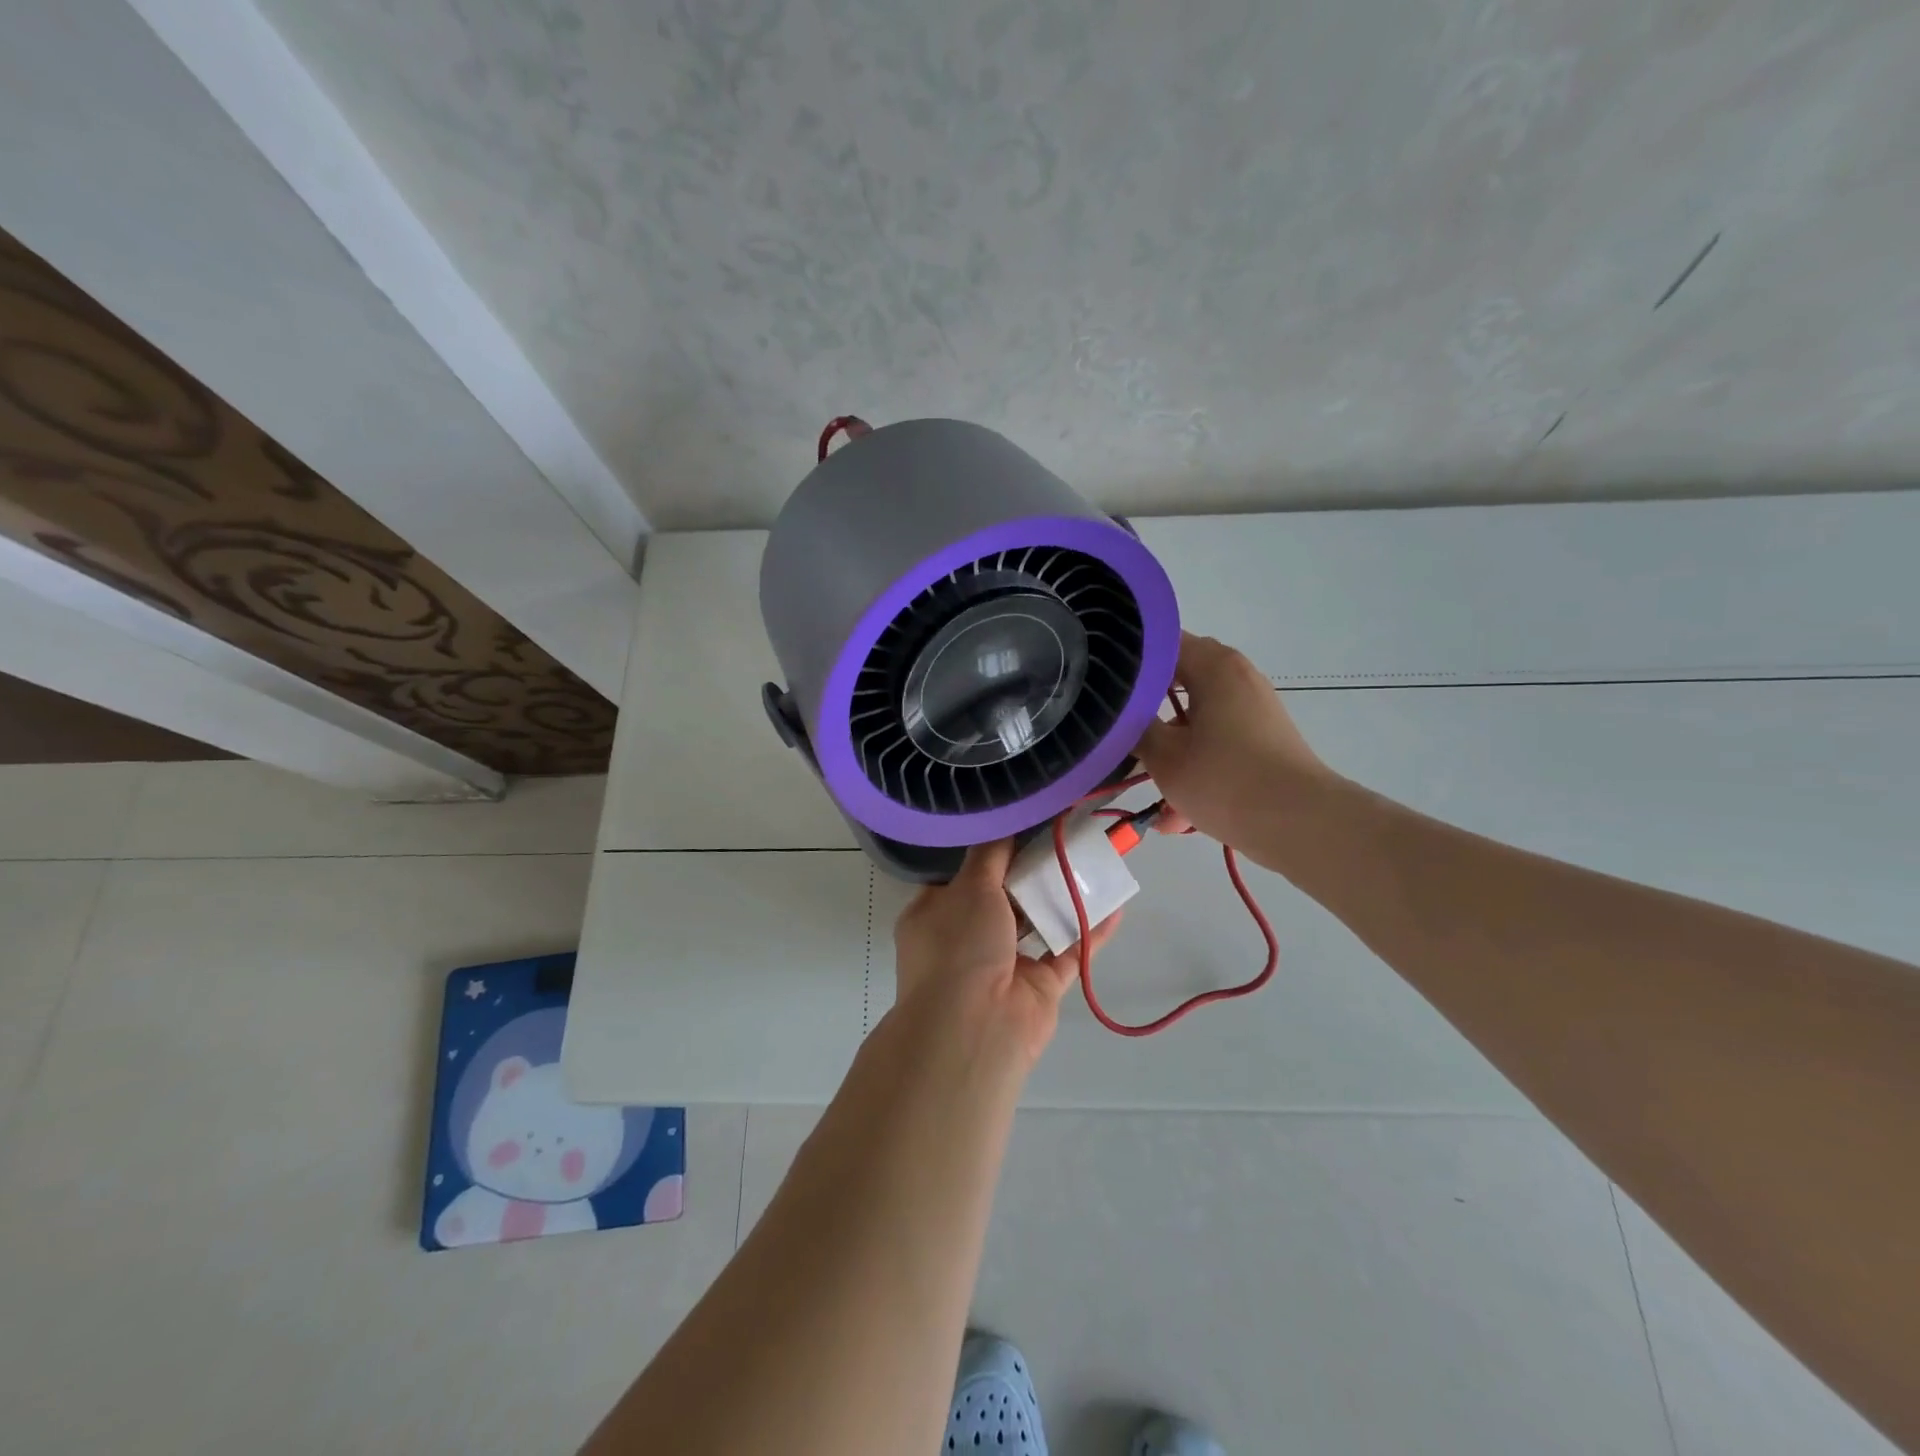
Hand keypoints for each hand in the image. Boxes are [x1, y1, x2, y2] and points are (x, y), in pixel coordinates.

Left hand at [893, 839, 1121, 1068]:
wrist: (974, 1029)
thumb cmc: (959, 947)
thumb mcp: (968, 886)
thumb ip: (990, 853)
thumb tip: (1002, 823)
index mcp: (938, 913)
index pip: (963, 875)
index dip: (991, 851)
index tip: (1021, 825)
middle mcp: (968, 937)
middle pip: (1005, 896)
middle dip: (1033, 870)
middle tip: (1064, 837)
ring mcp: (1005, 963)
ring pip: (1038, 922)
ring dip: (1063, 896)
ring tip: (1094, 863)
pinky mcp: (1039, 986)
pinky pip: (1068, 951)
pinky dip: (1089, 931)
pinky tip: (1114, 905)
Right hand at [1136, 632, 1333, 845]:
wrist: (1300, 824)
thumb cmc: (1225, 779)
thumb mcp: (1164, 756)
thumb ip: (1135, 728)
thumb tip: (1121, 714)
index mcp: (1213, 666)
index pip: (1160, 643)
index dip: (1127, 662)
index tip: (1100, 686)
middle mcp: (1236, 677)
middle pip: (1177, 681)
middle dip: (1146, 710)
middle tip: (1118, 732)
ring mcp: (1253, 710)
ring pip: (1196, 721)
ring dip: (1170, 751)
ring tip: (1149, 791)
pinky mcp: (1263, 741)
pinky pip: (1218, 745)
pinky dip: (1196, 769)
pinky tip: (1176, 816)